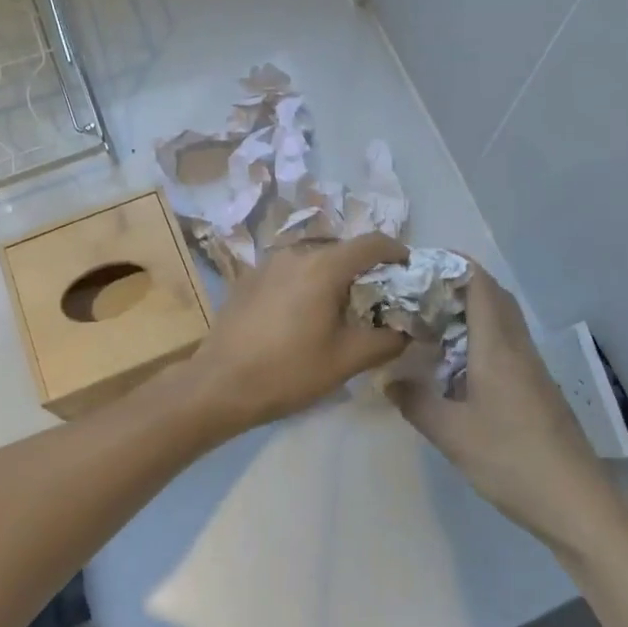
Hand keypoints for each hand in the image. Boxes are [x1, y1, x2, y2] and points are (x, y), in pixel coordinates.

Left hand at [187, 235, 409, 435]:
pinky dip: (307, 281)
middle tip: (378, 296)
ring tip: (341, 306)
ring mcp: (268, 263)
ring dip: (333, 274)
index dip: (396, 251)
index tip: (408, 268)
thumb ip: (385, 341)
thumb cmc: (288, 371)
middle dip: (365, 267)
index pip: (371, 243)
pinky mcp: (249, 278)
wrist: (219, 383)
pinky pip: (290, 270)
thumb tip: (406, 332)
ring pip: (313, 258)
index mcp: (323, 266)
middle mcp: (295, 253)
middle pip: (341, 249)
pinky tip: (304, 312)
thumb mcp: (346, 361)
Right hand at [388, 263, 605, 546]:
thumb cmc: (511, 460)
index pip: (480, 285)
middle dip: (458, 285)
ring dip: (470, 312)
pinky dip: (481, 338)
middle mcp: (518, 348)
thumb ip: (416, 402)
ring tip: (432, 324)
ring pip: (502, 321)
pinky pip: (507, 345)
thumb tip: (388, 381)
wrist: (577, 503)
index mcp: (498, 347)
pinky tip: (458, 365)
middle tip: (420, 294)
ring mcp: (533, 369)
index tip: (420, 265)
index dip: (453, 265)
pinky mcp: (538, 389)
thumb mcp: (452, 434)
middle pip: (494, 296)